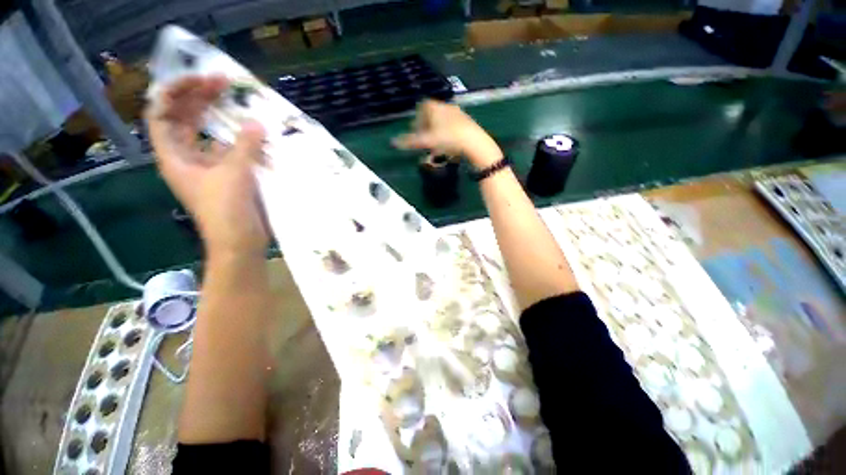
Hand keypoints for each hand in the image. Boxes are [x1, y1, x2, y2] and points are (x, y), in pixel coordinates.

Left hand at [145, 75, 268, 260]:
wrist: (239, 240)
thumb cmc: (226, 209)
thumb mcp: (233, 174)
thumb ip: (244, 146)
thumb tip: (256, 123)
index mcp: (173, 155)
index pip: (162, 113)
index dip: (176, 92)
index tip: (201, 80)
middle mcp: (186, 157)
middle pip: (184, 118)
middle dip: (199, 98)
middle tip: (223, 82)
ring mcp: (207, 166)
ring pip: (207, 133)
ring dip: (219, 117)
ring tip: (237, 101)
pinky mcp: (228, 174)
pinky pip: (229, 149)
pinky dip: (238, 139)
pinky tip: (253, 132)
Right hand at [392, 100, 501, 167]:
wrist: (473, 142)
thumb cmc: (447, 139)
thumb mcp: (426, 141)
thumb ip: (410, 142)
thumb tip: (392, 143)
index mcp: (435, 107)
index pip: (422, 107)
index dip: (417, 118)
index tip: (416, 131)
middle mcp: (446, 106)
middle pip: (432, 113)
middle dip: (427, 126)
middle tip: (425, 139)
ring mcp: (458, 113)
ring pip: (443, 120)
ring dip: (437, 130)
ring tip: (436, 144)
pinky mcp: (467, 121)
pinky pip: (453, 125)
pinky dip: (447, 133)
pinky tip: (449, 144)